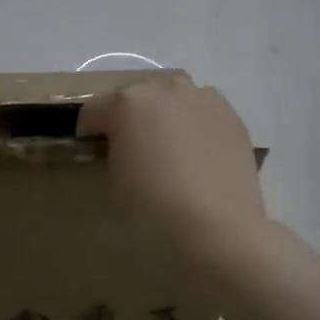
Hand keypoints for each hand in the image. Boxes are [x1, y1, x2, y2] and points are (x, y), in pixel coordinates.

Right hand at [77, 75, 265, 260]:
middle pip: (134, 96)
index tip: (92, 157)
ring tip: (167, 149)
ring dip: (163, 114)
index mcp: (126, 102)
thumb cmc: (152, 209)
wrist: (217, 230)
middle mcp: (164, 89)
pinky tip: (196, 155)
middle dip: (127, 118)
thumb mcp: (113, 182)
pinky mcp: (232, 116)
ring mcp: (203, 99)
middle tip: (130, 152)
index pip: (92, 111)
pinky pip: (202, 111)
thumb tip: (120, 151)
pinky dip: (193, 125)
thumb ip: (110, 155)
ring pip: (172, 97)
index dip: (87, 135)